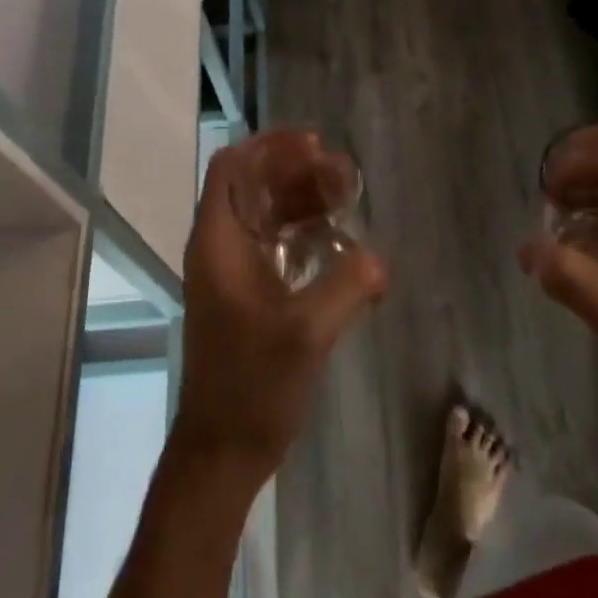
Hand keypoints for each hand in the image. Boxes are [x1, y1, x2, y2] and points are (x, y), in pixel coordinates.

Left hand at [172, 142, 387, 485]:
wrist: (222, 452)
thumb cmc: (252, 386)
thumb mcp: (305, 333)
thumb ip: (346, 285)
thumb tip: (379, 258)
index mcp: (218, 241)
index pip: (233, 167)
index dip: (271, 146)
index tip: (315, 145)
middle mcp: (220, 246)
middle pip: (253, 185)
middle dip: (297, 171)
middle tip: (345, 176)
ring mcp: (232, 271)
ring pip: (266, 213)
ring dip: (302, 199)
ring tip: (347, 199)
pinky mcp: (248, 294)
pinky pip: (275, 242)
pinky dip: (303, 230)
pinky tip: (338, 241)